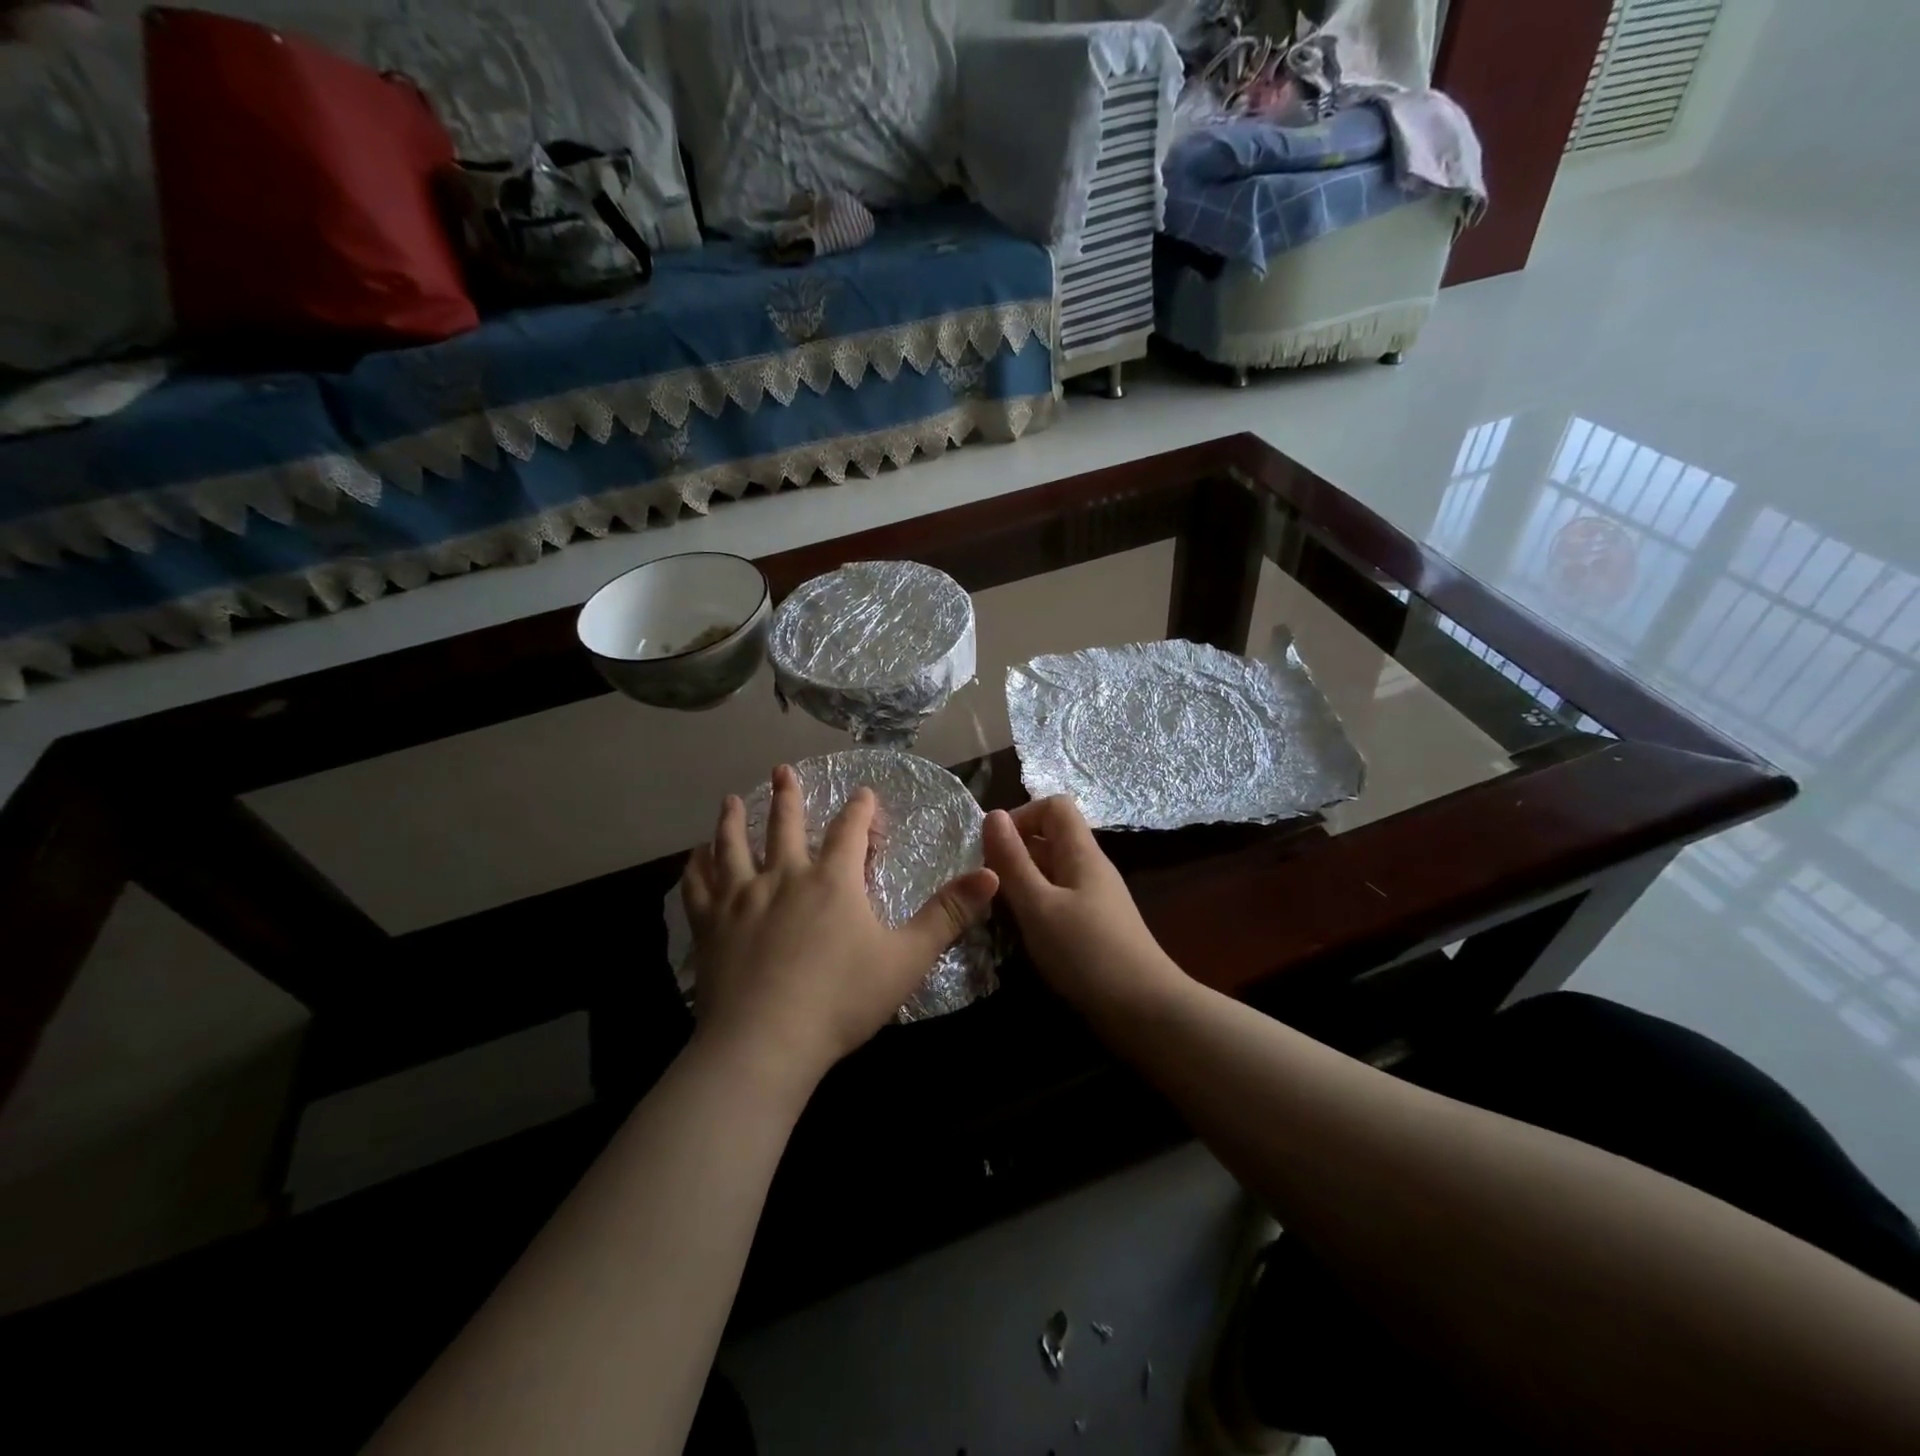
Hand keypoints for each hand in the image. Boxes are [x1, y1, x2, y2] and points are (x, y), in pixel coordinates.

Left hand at [682, 765, 999, 1093]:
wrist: (765, 1042)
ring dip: (733, 820)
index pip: (850, 830)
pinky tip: (694, 858)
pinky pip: (698, 886)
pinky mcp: (709, 926)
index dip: (860, 809)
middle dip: (788, 795)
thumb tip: (991, 875)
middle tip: (782, 770)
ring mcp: (741, 898)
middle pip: (785, 825)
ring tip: (730, 800)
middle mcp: (785, 876)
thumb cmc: (841, 999)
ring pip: (734, 846)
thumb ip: (948, 915)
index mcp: (833, 880)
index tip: (863, 793)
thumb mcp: (907, 958)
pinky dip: (696, 867)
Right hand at [983, 797, 1183, 1014]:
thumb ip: (1013, 861)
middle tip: (984, 884)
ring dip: (1020, 883)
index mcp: (1081, 853)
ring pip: (1050, 872)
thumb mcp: (1039, 906)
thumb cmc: (1087, 954)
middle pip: (1050, 838)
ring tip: (993, 909)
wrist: (1146, 1013)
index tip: (992, 848)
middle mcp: (1089, 868)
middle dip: (1013, 852)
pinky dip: (1034, 908)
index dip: (1021, 816)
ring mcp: (1093, 899)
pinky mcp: (1092, 928)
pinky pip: (1057, 901)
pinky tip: (1019, 932)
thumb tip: (992, 814)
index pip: (1053, 806)